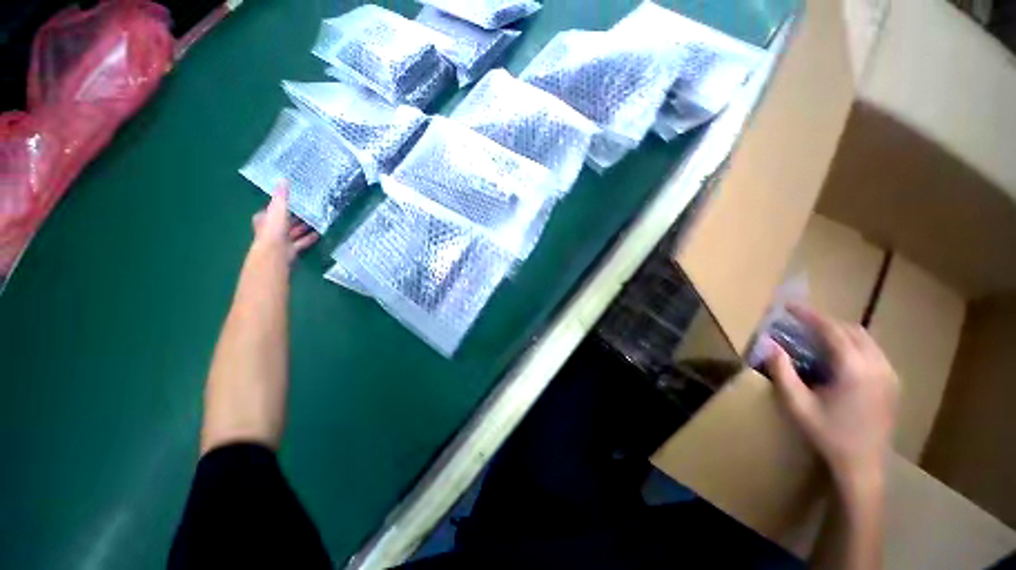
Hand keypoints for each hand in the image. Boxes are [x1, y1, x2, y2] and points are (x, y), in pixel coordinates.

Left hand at [250, 181, 317, 262]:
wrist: (275, 252)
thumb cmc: (274, 229)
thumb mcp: (278, 208)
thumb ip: (282, 195)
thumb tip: (284, 178)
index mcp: (265, 218)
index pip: (273, 209)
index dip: (282, 205)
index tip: (294, 201)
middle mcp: (271, 229)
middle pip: (285, 222)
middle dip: (296, 218)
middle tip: (309, 211)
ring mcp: (281, 241)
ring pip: (294, 232)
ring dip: (304, 228)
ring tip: (317, 222)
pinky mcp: (291, 250)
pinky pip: (302, 242)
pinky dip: (309, 238)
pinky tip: (319, 234)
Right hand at [766, 305, 898, 488]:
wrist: (863, 464)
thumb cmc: (827, 434)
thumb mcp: (797, 404)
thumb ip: (782, 371)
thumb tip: (769, 344)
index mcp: (853, 369)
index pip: (832, 330)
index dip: (810, 315)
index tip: (790, 306)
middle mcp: (877, 366)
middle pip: (852, 330)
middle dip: (825, 322)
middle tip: (801, 322)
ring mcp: (889, 374)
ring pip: (865, 339)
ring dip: (840, 332)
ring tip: (817, 336)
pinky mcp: (893, 382)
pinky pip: (873, 351)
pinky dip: (854, 344)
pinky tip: (839, 356)